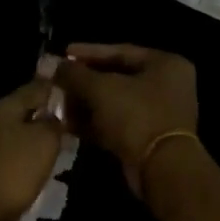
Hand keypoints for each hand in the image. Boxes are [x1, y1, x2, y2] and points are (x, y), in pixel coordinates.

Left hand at [0, 79, 66, 220]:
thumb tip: (53, 116)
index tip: (74, 95)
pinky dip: (21, 179)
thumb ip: (53, 124)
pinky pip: (6, 172)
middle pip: (21, 119)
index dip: (54, 89)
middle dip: (44, 126)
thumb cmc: (11, 172)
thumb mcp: (44, 142)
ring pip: (14, 146)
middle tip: (69, 135)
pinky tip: (34, 193)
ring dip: (33, 154)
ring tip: (56, 166)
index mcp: (1, 110)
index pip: (33, 89)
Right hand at [57, 43, 198, 196]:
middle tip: (57, 81)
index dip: (88, 52)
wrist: (161, 169)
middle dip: (83, 81)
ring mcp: (159, 114)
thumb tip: (52, 65)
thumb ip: (75, 74)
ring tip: (58, 103)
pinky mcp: (148, 138)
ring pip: (115, 102)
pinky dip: (95, 123)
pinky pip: (117, 123)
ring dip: (86, 103)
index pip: (120, 51)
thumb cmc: (136, 116)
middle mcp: (167, 85)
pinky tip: (68, 124)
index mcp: (165, 64)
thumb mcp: (100, 88)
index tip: (63, 53)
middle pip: (117, 77)